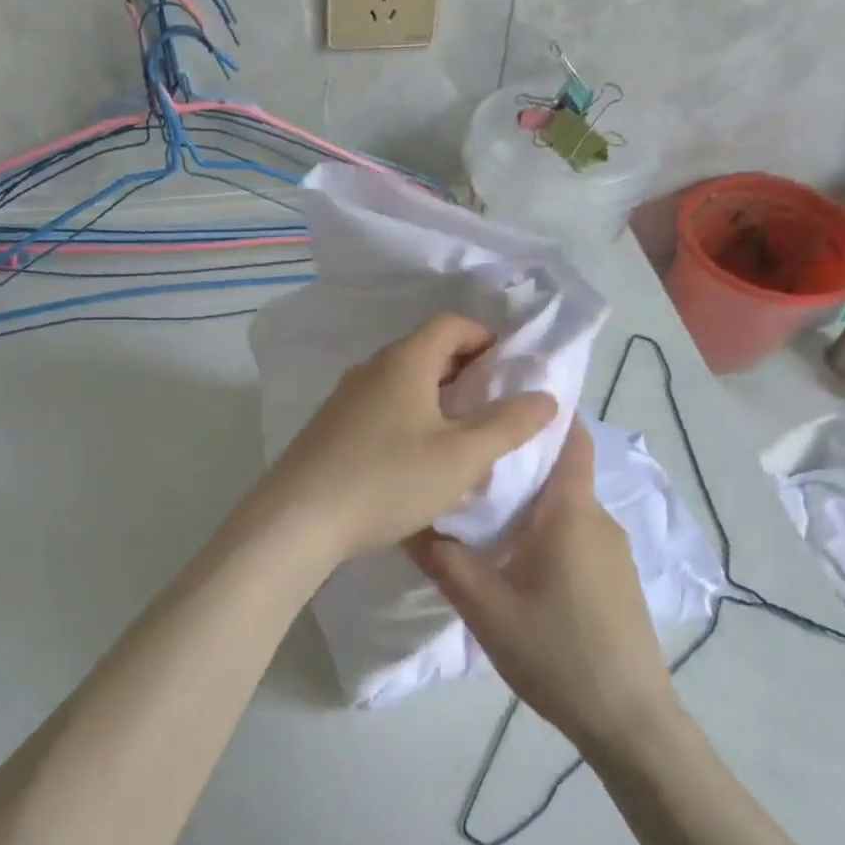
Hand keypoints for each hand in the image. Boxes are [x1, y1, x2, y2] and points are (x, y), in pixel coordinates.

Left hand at [255, 313, 557, 563]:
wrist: (298, 520)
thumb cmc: (387, 480)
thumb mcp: (461, 456)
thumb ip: (508, 425)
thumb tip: (546, 397)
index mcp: (404, 360)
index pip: (452, 324)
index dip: (487, 339)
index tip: (510, 371)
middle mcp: (370, 368)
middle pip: (426, 351)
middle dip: (466, 372)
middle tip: (494, 407)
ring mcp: (344, 398)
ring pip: (402, 383)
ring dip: (437, 399)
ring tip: (462, 436)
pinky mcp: (329, 428)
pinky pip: (380, 407)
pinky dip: (409, 418)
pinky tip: (416, 459)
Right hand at [405, 421, 677, 755]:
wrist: (628, 719)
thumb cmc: (555, 652)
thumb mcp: (484, 607)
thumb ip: (443, 560)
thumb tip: (407, 520)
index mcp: (571, 512)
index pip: (569, 436)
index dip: (539, 413)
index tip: (496, 404)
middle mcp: (599, 519)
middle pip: (561, 470)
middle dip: (519, 459)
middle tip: (468, 462)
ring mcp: (614, 550)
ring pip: (566, 506)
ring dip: (530, 501)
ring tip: (481, 511)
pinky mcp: (616, 578)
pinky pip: (577, 534)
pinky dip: (546, 529)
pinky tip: (515, 558)